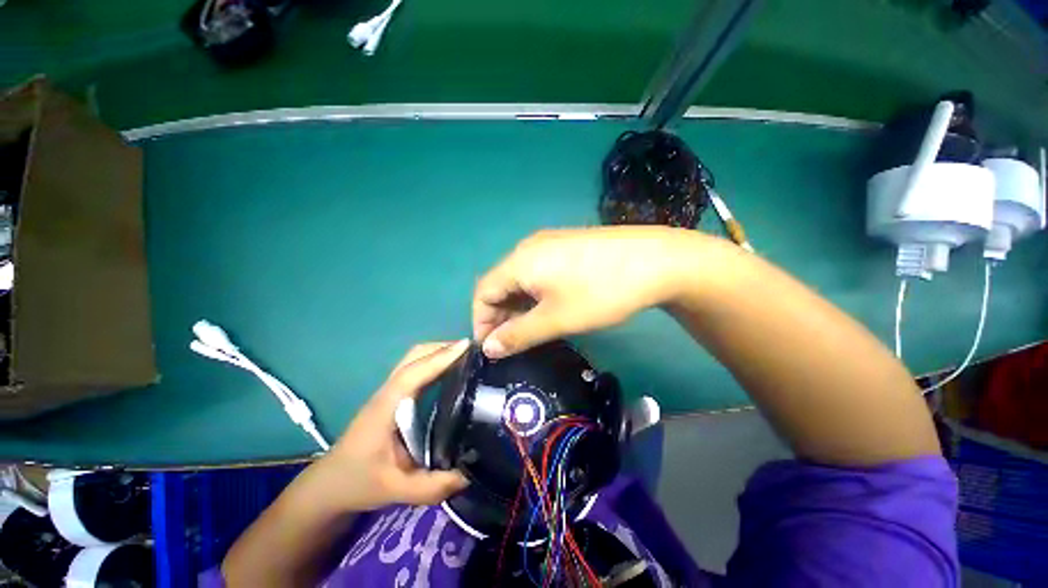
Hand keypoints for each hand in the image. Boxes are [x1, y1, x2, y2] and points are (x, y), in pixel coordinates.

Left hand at [304, 341, 470, 512]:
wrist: (329, 484)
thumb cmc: (357, 482)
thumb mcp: (394, 490)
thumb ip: (431, 487)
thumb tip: (470, 475)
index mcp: (386, 407)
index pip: (414, 373)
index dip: (441, 357)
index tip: (467, 346)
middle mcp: (388, 392)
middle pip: (415, 355)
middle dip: (444, 347)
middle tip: (474, 352)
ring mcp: (390, 392)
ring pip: (415, 359)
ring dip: (440, 352)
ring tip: (468, 358)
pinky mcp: (394, 396)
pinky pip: (417, 369)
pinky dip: (436, 362)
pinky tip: (452, 373)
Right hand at [474, 227, 704, 357]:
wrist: (656, 260)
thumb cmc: (601, 291)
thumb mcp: (557, 319)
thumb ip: (518, 335)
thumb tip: (488, 348)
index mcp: (520, 261)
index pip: (483, 292)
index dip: (482, 321)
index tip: (492, 348)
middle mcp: (528, 248)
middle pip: (501, 284)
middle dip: (501, 316)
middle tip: (513, 344)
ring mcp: (549, 244)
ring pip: (521, 279)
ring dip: (519, 306)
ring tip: (532, 330)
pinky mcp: (566, 247)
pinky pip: (539, 272)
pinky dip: (535, 294)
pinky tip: (549, 308)